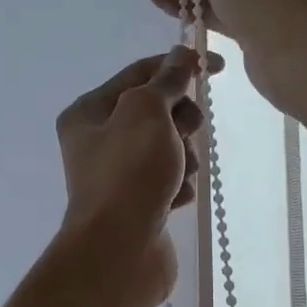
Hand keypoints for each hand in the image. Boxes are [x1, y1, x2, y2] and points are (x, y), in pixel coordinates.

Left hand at [54, 47, 217, 302]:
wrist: (119, 251)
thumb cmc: (128, 172)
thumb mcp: (147, 112)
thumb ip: (167, 81)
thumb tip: (182, 56)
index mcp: (89, 112)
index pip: (139, 73)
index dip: (178, 65)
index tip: (217, 65)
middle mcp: (98, 141)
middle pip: (156, 111)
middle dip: (179, 121)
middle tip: (185, 133)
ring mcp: (118, 175)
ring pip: (168, 147)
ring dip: (182, 157)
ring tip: (176, 176)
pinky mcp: (138, 204)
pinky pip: (170, 180)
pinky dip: (178, 187)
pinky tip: (174, 200)